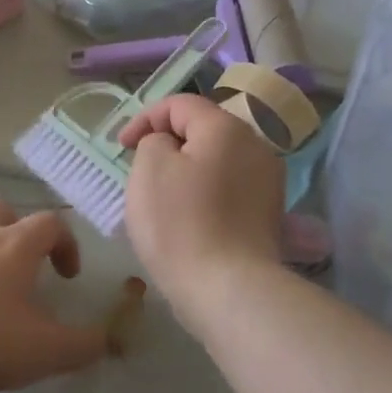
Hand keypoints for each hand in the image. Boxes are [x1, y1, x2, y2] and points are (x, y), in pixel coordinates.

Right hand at [119, 95, 284, 329]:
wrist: (228, 289)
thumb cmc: (180, 223)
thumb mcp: (149, 168)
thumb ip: (155, 141)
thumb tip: (171, 146)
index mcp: (227, 128)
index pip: (181, 103)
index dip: (145, 118)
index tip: (122, 147)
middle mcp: (256, 147)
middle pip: (204, 131)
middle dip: (168, 144)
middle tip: (140, 169)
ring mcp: (268, 182)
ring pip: (218, 161)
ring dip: (187, 170)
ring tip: (162, 197)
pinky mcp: (269, 215)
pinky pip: (229, 190)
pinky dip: (205, 194)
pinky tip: (189, 219)